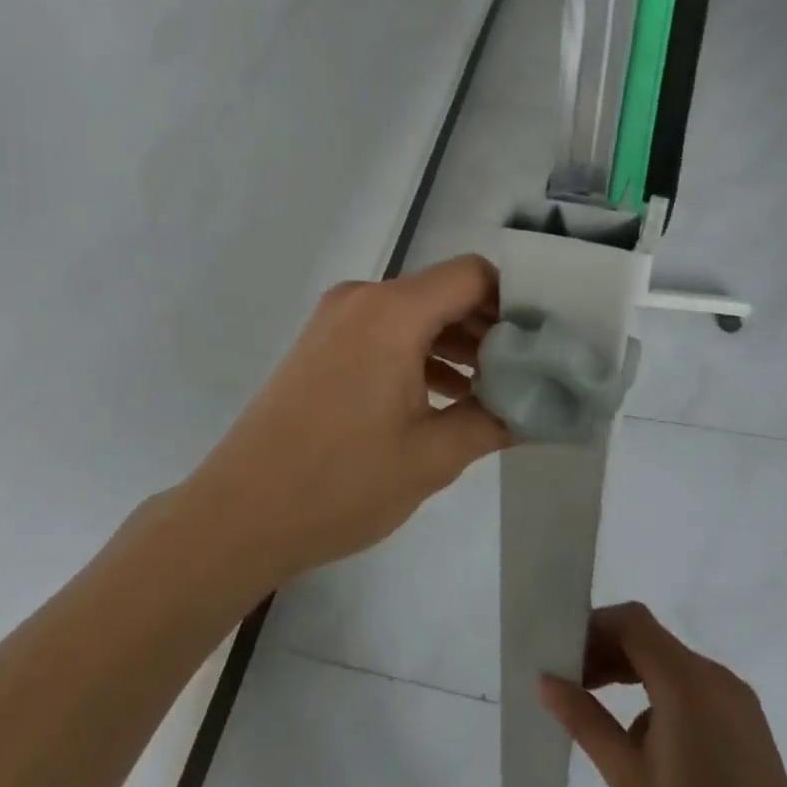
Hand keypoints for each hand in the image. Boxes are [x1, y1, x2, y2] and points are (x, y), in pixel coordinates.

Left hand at [179, 255, 513, 588]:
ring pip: (413, 314)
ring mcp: (334, 320)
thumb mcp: (432, 456)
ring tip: (492, 390)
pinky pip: (383, 332)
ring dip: (454, 344)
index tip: (545, 341)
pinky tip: (443, 397)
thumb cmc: (341, 482)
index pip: (472, 275)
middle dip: (489, 328)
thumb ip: (495, 422)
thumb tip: (544, 409)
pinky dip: (417, 354)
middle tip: (528, 371)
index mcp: (392, 311)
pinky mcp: (320, 345)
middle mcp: (362, 299)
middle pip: (443, 292)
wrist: (241, 511)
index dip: (515, 301)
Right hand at [540, 604, 786, 786]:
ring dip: (632, 673)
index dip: (594, 628)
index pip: (631, 622)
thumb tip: (546, 680)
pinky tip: (648, 741)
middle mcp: (713, 676)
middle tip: (574, 684)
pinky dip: (660, 692)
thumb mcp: (630, 781)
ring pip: (670, 662)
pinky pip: (693, 685)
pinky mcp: (747, 719)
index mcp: (686, 682)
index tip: (566, 656)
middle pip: (649, 638)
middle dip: (607, 652)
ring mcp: (735, 697)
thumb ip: (586, 722)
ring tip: (602, 714)